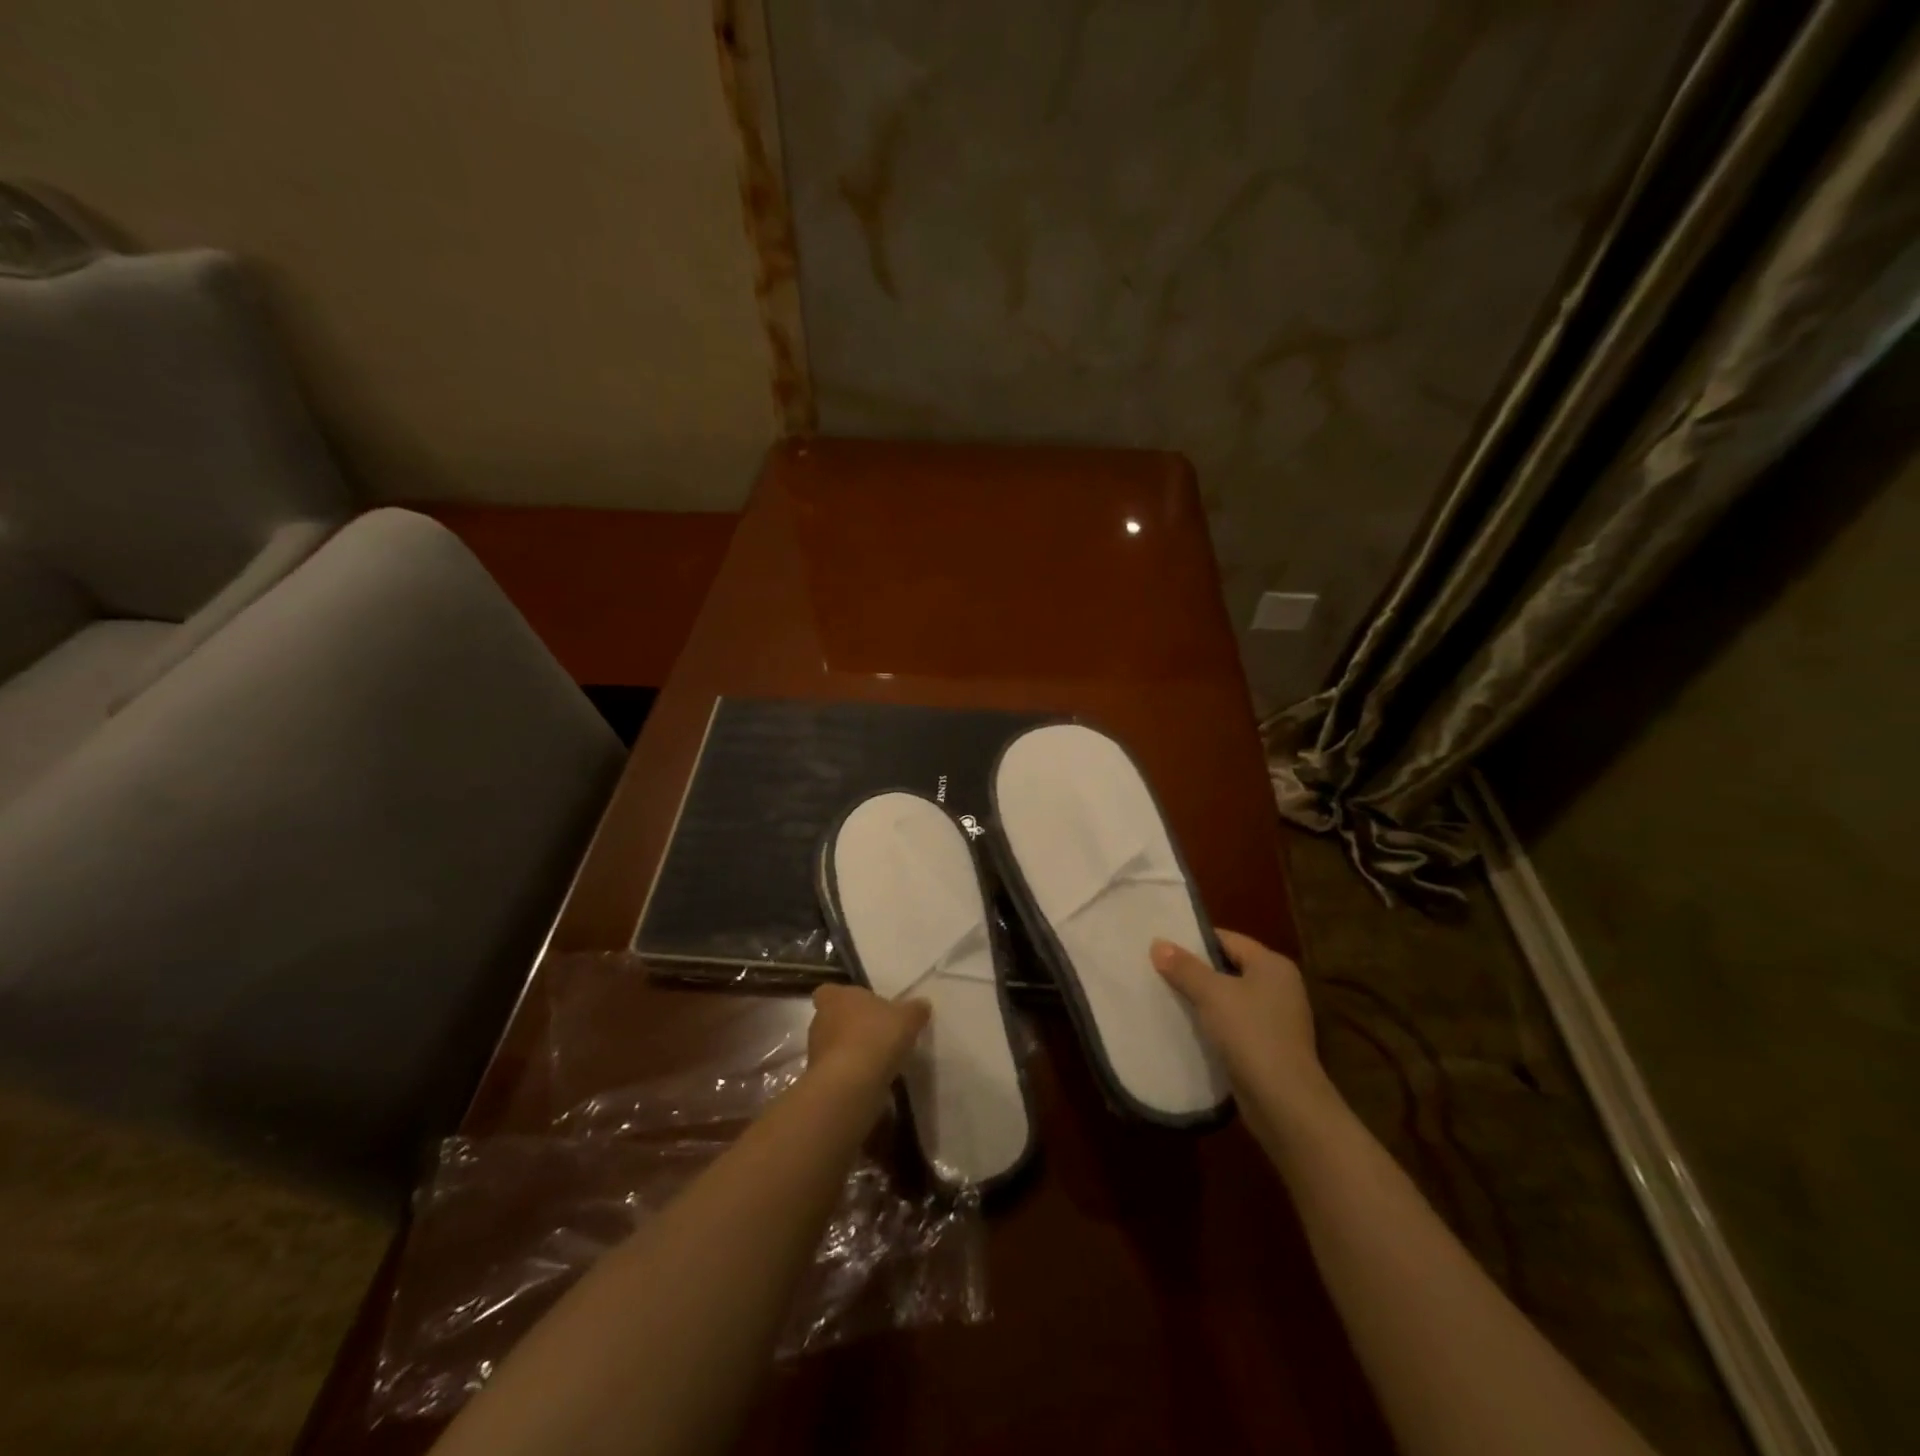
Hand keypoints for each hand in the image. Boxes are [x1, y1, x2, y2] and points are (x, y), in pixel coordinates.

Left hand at [805, 983, 929, 1092]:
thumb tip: (922, 1005)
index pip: (830, 992)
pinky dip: (851, 1075)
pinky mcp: (819, 1080)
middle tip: (876, 1034)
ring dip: (851, 1052)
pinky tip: (871, 1081)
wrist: (850, 1084)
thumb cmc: (876, 1036)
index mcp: (836, 997)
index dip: (843, 998)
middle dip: (851, 1026)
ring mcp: (815, 1052)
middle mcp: (820, 1020)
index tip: (863, 1007)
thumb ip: (915, 1010)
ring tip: (877, 1061)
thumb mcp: (907, 1018)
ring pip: (834, 1047)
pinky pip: (837, 1072)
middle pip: (833, 1019)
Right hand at [1151, 929, 1336, 1128]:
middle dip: (1196, 971)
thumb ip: (1184, 967)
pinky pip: (1235, 1024)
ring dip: (1203, 999)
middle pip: (1229, 968)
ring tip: (1167, 997)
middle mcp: (1280, 986)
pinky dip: (1214, 1023)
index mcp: (1273, 965)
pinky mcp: (1270, 1046)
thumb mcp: (1211, 994)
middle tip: (1159, 971)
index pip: (1228, 940)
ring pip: (1231, 998)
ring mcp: (1278, 1019)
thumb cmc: (1250, 1034)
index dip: (1195, 941)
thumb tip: (1158, 943)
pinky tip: (1188, 1028)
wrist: (1284, 1103)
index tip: (1163, 947)